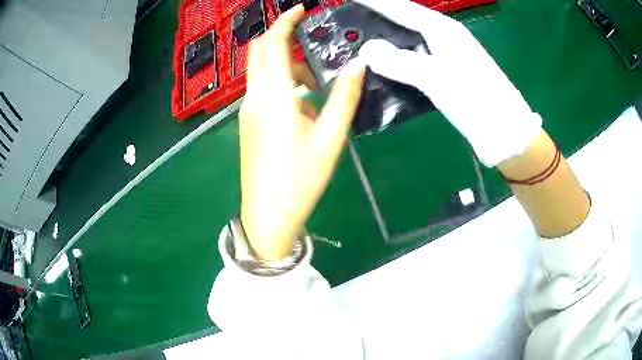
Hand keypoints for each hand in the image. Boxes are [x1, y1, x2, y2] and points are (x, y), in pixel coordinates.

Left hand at [239, 5, 365, 260]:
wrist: (268, 214)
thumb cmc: (300, 178)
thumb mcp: (330, 136)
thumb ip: (345, 96)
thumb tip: (359, 64)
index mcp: (273, 94)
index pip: (272, 42)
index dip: (285, 20)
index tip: (303, 9)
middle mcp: (254, 96)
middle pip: (260, 51)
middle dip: (282, 38)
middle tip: (311, 43)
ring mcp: (247, 110)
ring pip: (261, 71)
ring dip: (285, 66)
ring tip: (316, 85)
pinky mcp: (248, 123)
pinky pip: (262, 90)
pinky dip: (280, 84)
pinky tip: (301, 107)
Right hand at [356, 0, 541, 166]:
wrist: (506, 132)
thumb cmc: (476, 100)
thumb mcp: (436, 78)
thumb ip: (399, 61)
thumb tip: (367, 49)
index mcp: (443, 30)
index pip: (401, 8)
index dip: (375, 2)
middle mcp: (445, 38)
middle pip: (406, 22)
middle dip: (378, 20)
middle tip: (351, 23)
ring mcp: (448, 58)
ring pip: (410, 43)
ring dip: (387, 44)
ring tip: (361, 46)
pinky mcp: (449, 76)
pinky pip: (417, 63)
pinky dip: (399, 64)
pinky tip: (385, 72)